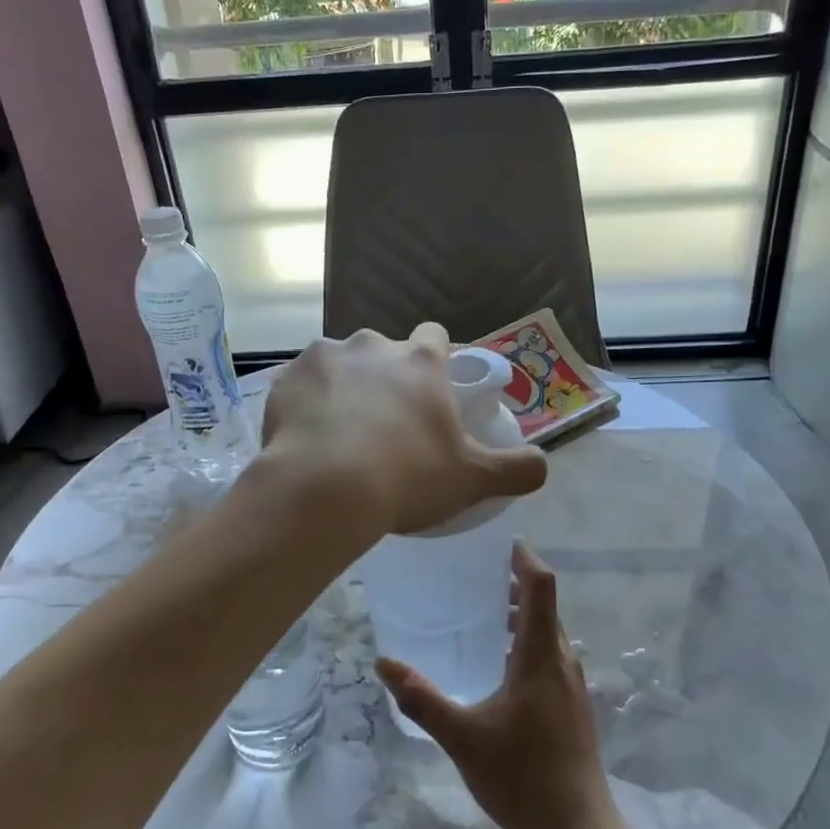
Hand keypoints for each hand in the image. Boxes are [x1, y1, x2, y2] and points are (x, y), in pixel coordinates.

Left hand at [259, 324, 546, 538]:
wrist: (322, 490)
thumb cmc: (406, 478)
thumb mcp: (472, 479)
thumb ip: (517, 469)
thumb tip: (544, 464)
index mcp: (420, 361)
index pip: (435, 337)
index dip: (435, 362)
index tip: (431, 395)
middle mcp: (372, 345)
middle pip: (384, 352)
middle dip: (386, 378)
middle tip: (385, 425)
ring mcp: (324, 357)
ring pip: (340, 365)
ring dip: (344, 389)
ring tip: (341, 435)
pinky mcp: (285, 378)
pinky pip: (301, 384)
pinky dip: (306, 403)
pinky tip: (308, 439)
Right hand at [378, 543, 619, 828]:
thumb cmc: (522, 777)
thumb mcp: (462, 738)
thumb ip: (423, 700)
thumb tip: (384, 664)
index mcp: (541, 656)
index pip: (540, 586)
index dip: (524, 557)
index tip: (497, 540)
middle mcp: (562, 661)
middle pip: (543, 605)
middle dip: (512, 583)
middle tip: (471, 574)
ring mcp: (571, 684)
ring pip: (548, 631)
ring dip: (518, 614)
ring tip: (478, 613)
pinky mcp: (572, 705)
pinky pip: (549, 654)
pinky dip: (525, 640)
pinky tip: (495, 664)